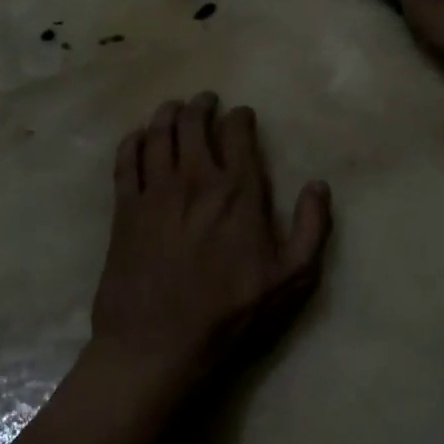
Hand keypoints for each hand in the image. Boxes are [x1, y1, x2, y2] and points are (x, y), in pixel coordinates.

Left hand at [89, 93, 331, 390]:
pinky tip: (138, 136)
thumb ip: (311, 228)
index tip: (241, 115)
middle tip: (205, 101)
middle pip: (193, 123)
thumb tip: (318, 185)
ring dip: (167, 114)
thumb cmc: (231, 312)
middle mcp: (194, 179)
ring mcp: (155, 191)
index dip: (240, 117)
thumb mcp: (291, 278)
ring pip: (158, 133)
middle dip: (201, 106)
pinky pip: (125, 160)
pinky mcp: (125, 208)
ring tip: (173, 108)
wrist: (159, 342)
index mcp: (237, 191)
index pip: (237, 133)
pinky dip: (133, 140)